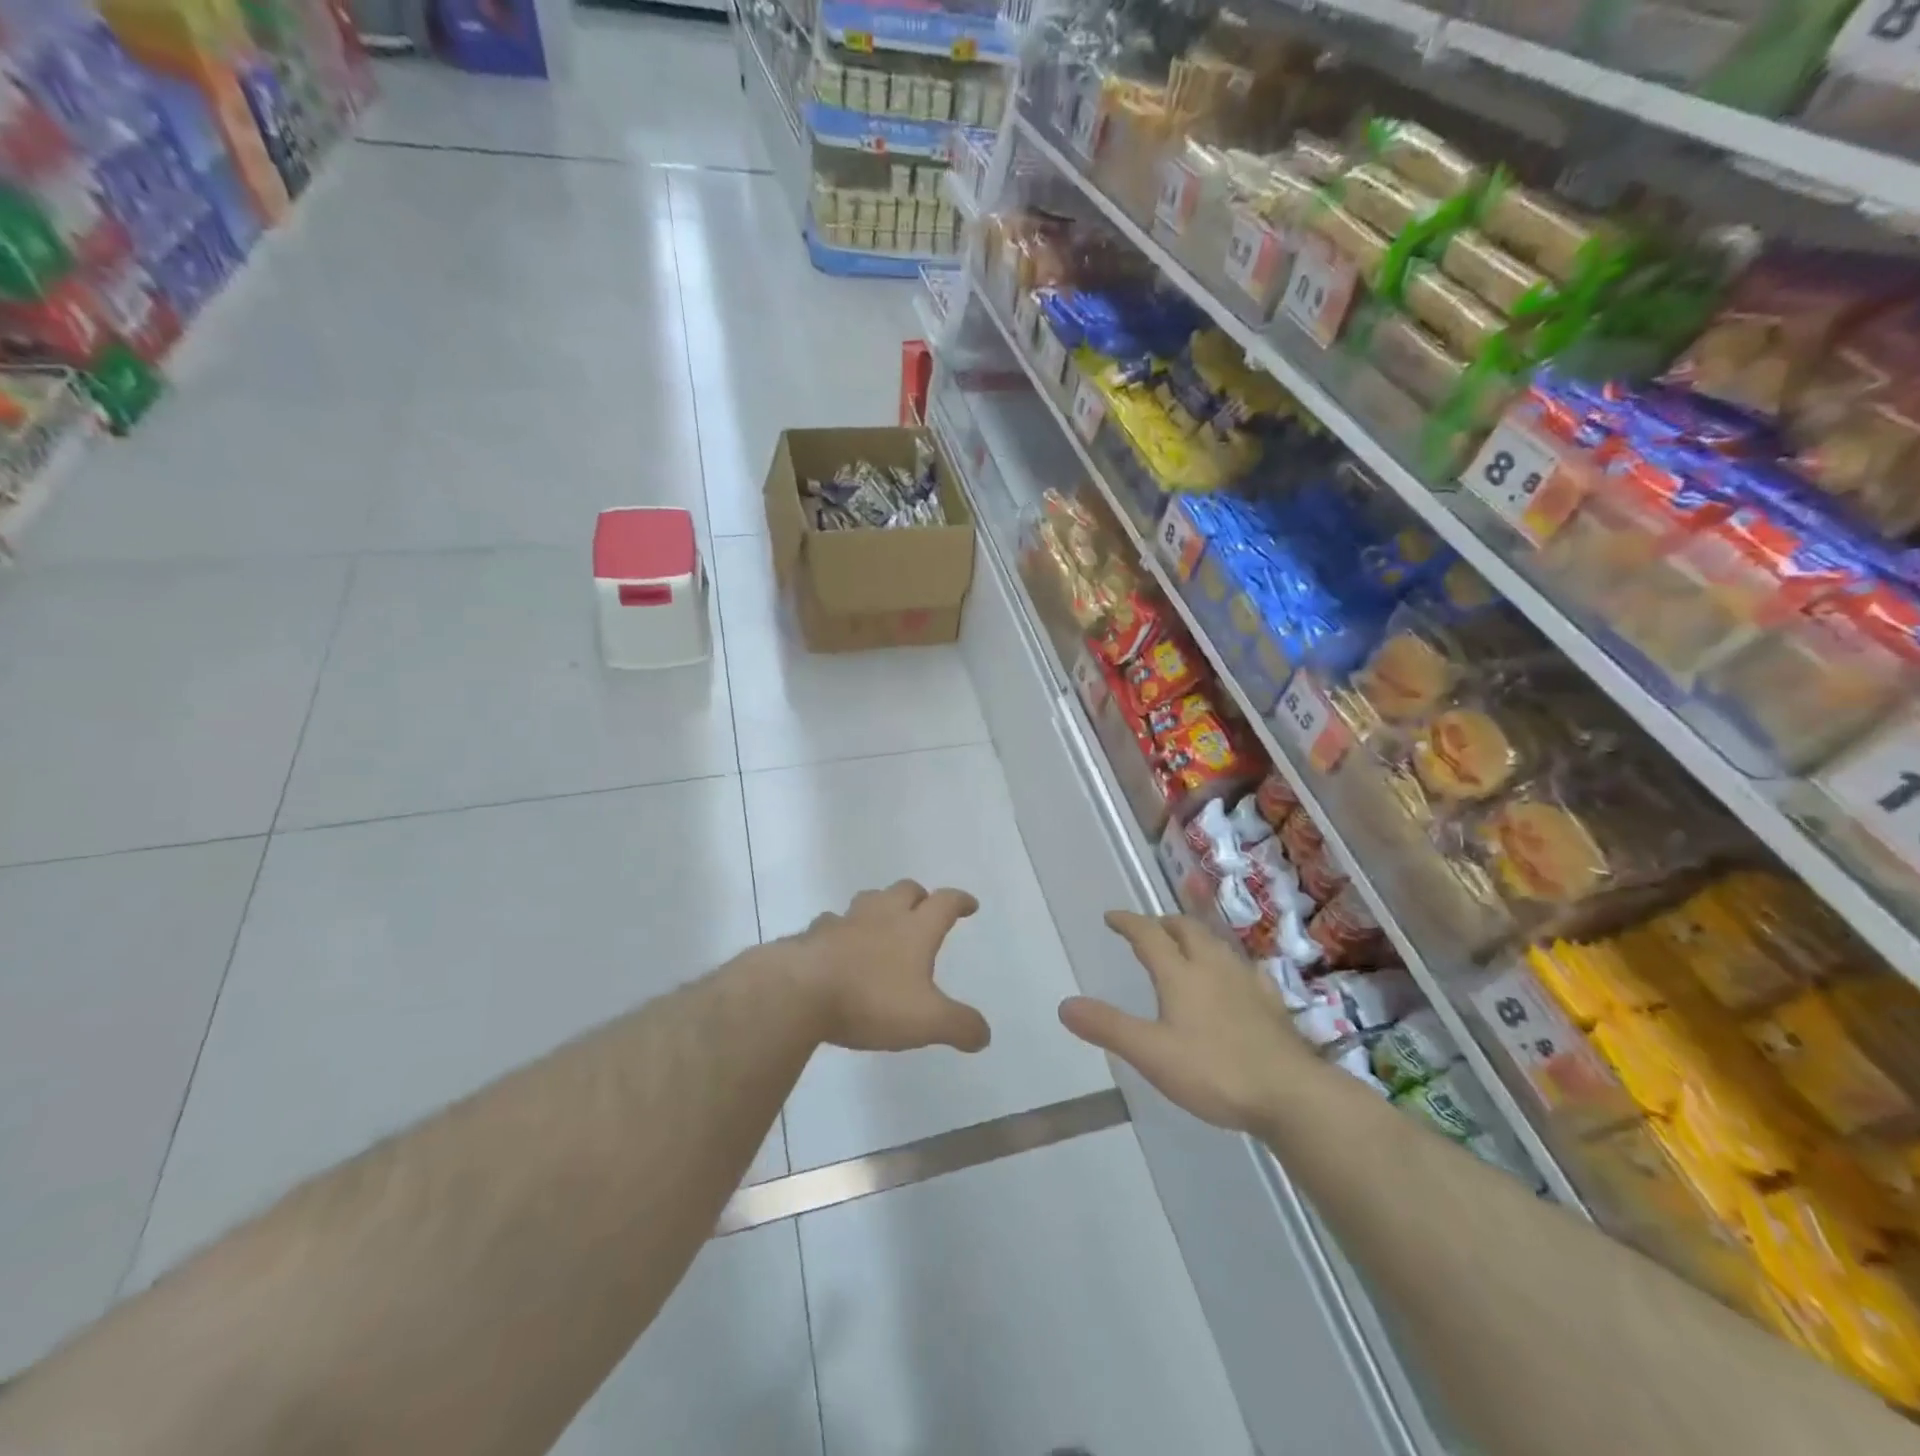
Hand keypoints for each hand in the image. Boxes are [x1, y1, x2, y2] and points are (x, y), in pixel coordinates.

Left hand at [785, 881, 991, 1053]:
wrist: (800, 992)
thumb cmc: (871, 1000)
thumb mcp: (926, 1021)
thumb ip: (959, 1026)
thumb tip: (983, 1035)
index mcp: (915, 929)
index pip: (944, 902)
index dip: (960, 901)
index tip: (969, 905)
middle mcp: (882, 915)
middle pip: (905, 890)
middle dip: (919, 897)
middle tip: (925, 910)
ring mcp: (846, 922)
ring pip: (869, 899)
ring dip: (881, 905)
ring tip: (883, 922)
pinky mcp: (815, 935)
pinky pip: (832, 922)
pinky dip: (841, 929)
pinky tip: (839, 945)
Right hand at [1058, 912, 1314, 1132]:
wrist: (1291, 1095)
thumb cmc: (1214, 1071)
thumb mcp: (1151, 1053)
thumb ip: (1108, 1027)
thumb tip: (1065, 1005)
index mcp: (1181, 974)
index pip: (1148, 935)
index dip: (1128, 922)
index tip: (1112, 917)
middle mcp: (1213, 967)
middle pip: (1186, 929)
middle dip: (1163, 923)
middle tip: (1148, 930)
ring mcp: (1246, 982)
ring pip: (1216, 944)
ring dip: (1195, 937)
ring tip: (1185, 947)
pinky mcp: (1270, 1003)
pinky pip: (1244, 968)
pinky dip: (1227, 963)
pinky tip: (1234, 978)